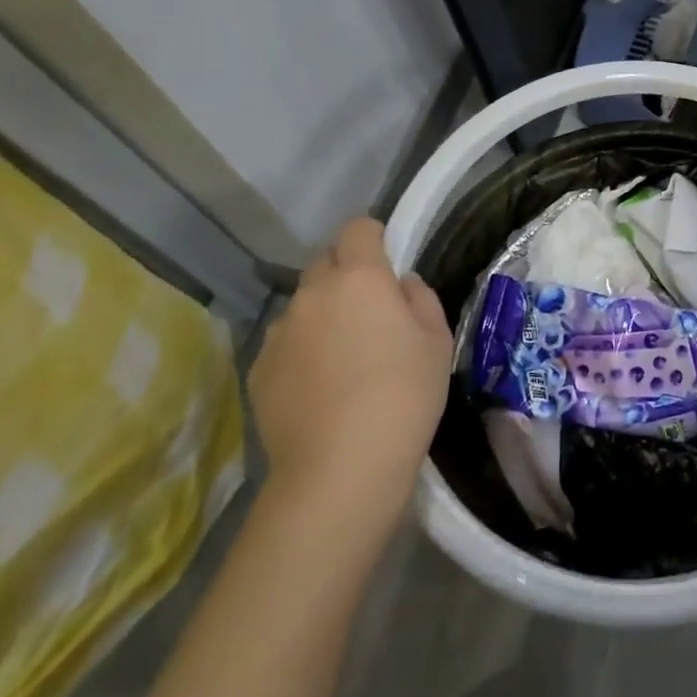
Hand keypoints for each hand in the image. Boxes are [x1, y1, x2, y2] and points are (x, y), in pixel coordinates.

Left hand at [249, 218, 452, 505]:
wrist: (341, 468)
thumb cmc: (405, 395)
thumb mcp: (437, 341)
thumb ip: (420, 299)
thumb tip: (400, 286)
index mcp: (360, 278)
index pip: (358, 228)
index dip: (373, 236)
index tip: (387, 259)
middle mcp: (313, 293)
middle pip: (325, 262)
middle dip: (345, 273)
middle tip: (369, 310)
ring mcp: (279, 332)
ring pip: (303, 305)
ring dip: (322, 314)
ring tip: (342, 356)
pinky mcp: (258, 369)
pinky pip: (285, 343)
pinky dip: (302, 350)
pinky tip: (319, 387)